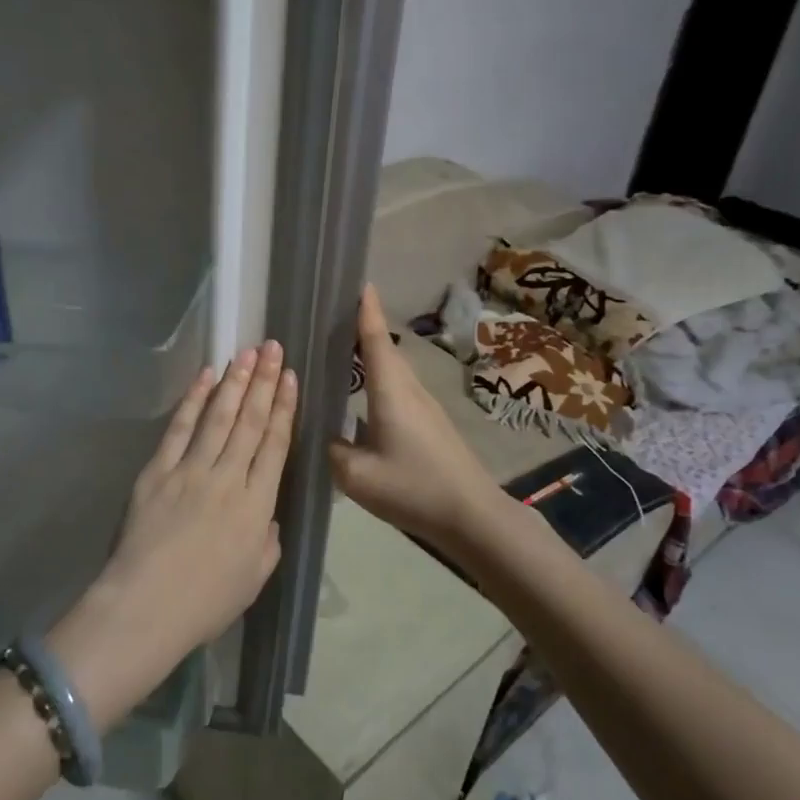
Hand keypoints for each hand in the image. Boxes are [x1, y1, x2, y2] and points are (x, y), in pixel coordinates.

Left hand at [51, 342, 296, 728]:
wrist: (146, 607)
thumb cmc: (206, 602)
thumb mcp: (255, 577)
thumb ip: (268, 540)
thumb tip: (266, 516)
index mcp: (257, 505)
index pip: (275, 445)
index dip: (284, 408)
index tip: (290, 378)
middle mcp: (228, 478)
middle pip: (250, 422)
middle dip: (264, 382)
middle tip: (273, 348)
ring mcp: (191, 470)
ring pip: (219, 417)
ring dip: (235, 382)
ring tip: (248, 352)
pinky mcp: (158, 471)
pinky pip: (179, 428)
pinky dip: (193, 400)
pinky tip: (206, 377)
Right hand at [329, 285, 500, 548]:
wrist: (472, 516)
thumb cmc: (414, 488)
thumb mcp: (357, 476)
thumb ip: (334, 452)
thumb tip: (327, 438)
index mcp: (391, 392)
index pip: (375, 341)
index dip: (366, 311)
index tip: (360, 283)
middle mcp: (409, 390)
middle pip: (384, 351)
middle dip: (362, 329)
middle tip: (332, 318)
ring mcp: (424, 407)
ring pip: (393, 371)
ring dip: (371, 356)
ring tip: (341, 353)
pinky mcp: (430, 424)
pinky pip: (398, 389)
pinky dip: (379, 380)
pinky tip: (364, 397)